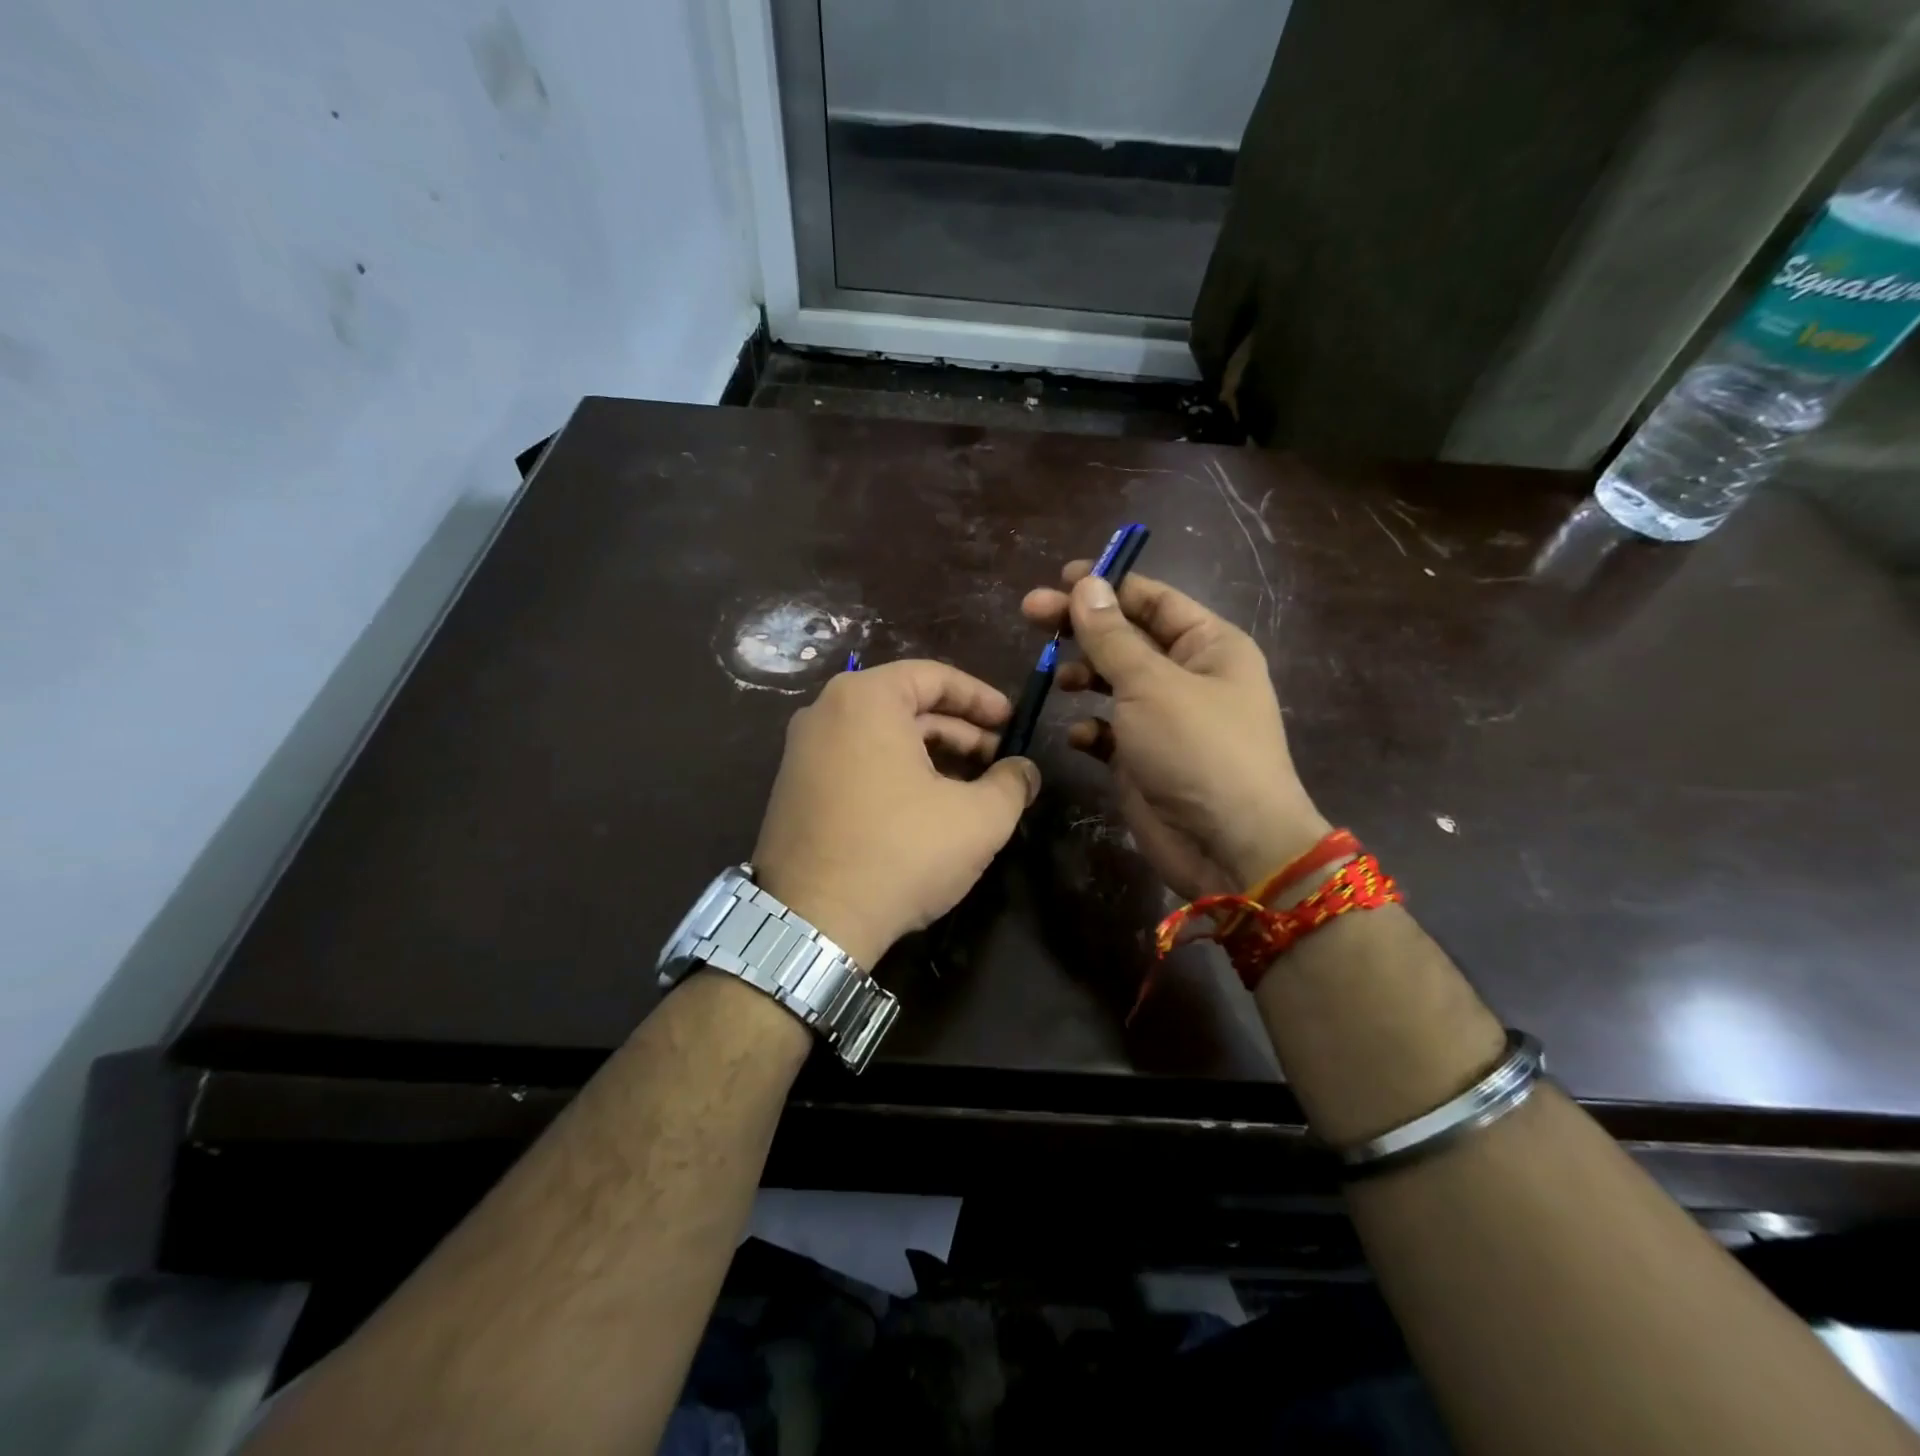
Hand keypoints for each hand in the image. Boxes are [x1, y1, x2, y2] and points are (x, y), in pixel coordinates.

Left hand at [752, 660, 1040, 967]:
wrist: (812, 923)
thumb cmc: (901, 852)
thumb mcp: (978, 818)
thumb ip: (1012, 783)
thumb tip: (1025, 771)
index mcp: (865, 699)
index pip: (934, 677)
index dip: (982, 698)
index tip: (1014, 723)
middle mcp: (824, 712)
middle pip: (907, 707)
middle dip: (961, 732)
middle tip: (1000, 761)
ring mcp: (802, 752)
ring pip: (882, 738)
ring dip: (932, 757)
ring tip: (972, 789)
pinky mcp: (795, 790)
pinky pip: (857, 763)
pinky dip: (897, 775)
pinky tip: (927, 810)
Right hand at [1021, 564, 1328, 899]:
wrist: (1229, 846)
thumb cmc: (1198, 750)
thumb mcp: (1152, 684)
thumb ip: (1111, 636)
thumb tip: (1086, 584)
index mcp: (1207, 644)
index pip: (1151, 598)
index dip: (1105, 584)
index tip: (1057, 579)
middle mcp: (1187, 675)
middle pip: (1126, 637)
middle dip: (1081, 627)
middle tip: (1030, 616)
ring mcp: (1165, 719)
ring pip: (1113, 681)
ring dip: (1083, 675)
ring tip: (1056, 679)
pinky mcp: (1144, 758)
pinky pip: (1108, 731)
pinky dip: (1090, 728)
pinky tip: (1079, 736)